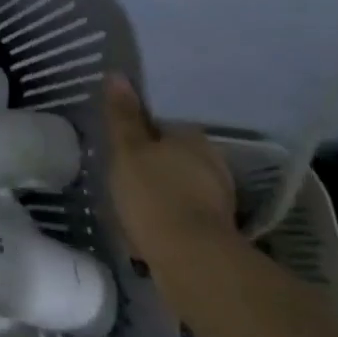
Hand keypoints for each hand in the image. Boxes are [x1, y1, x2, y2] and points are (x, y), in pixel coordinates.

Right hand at [104, 73, 237, 265]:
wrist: (192, 262)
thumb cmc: (154, 194)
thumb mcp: (127, 149)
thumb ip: (122, 115)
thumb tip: (117, 74)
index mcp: (193, 139)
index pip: (163, 126)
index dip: (139, 133)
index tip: (119, 146)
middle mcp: (213, 165)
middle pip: (173, 156)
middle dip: (150, 165)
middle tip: (121, 176)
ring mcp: (220, 201)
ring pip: (179, 186)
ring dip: (159, 192)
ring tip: (130, 205)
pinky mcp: (218, 233)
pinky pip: (184, 214)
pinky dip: (167, 217)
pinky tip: (148, 229)